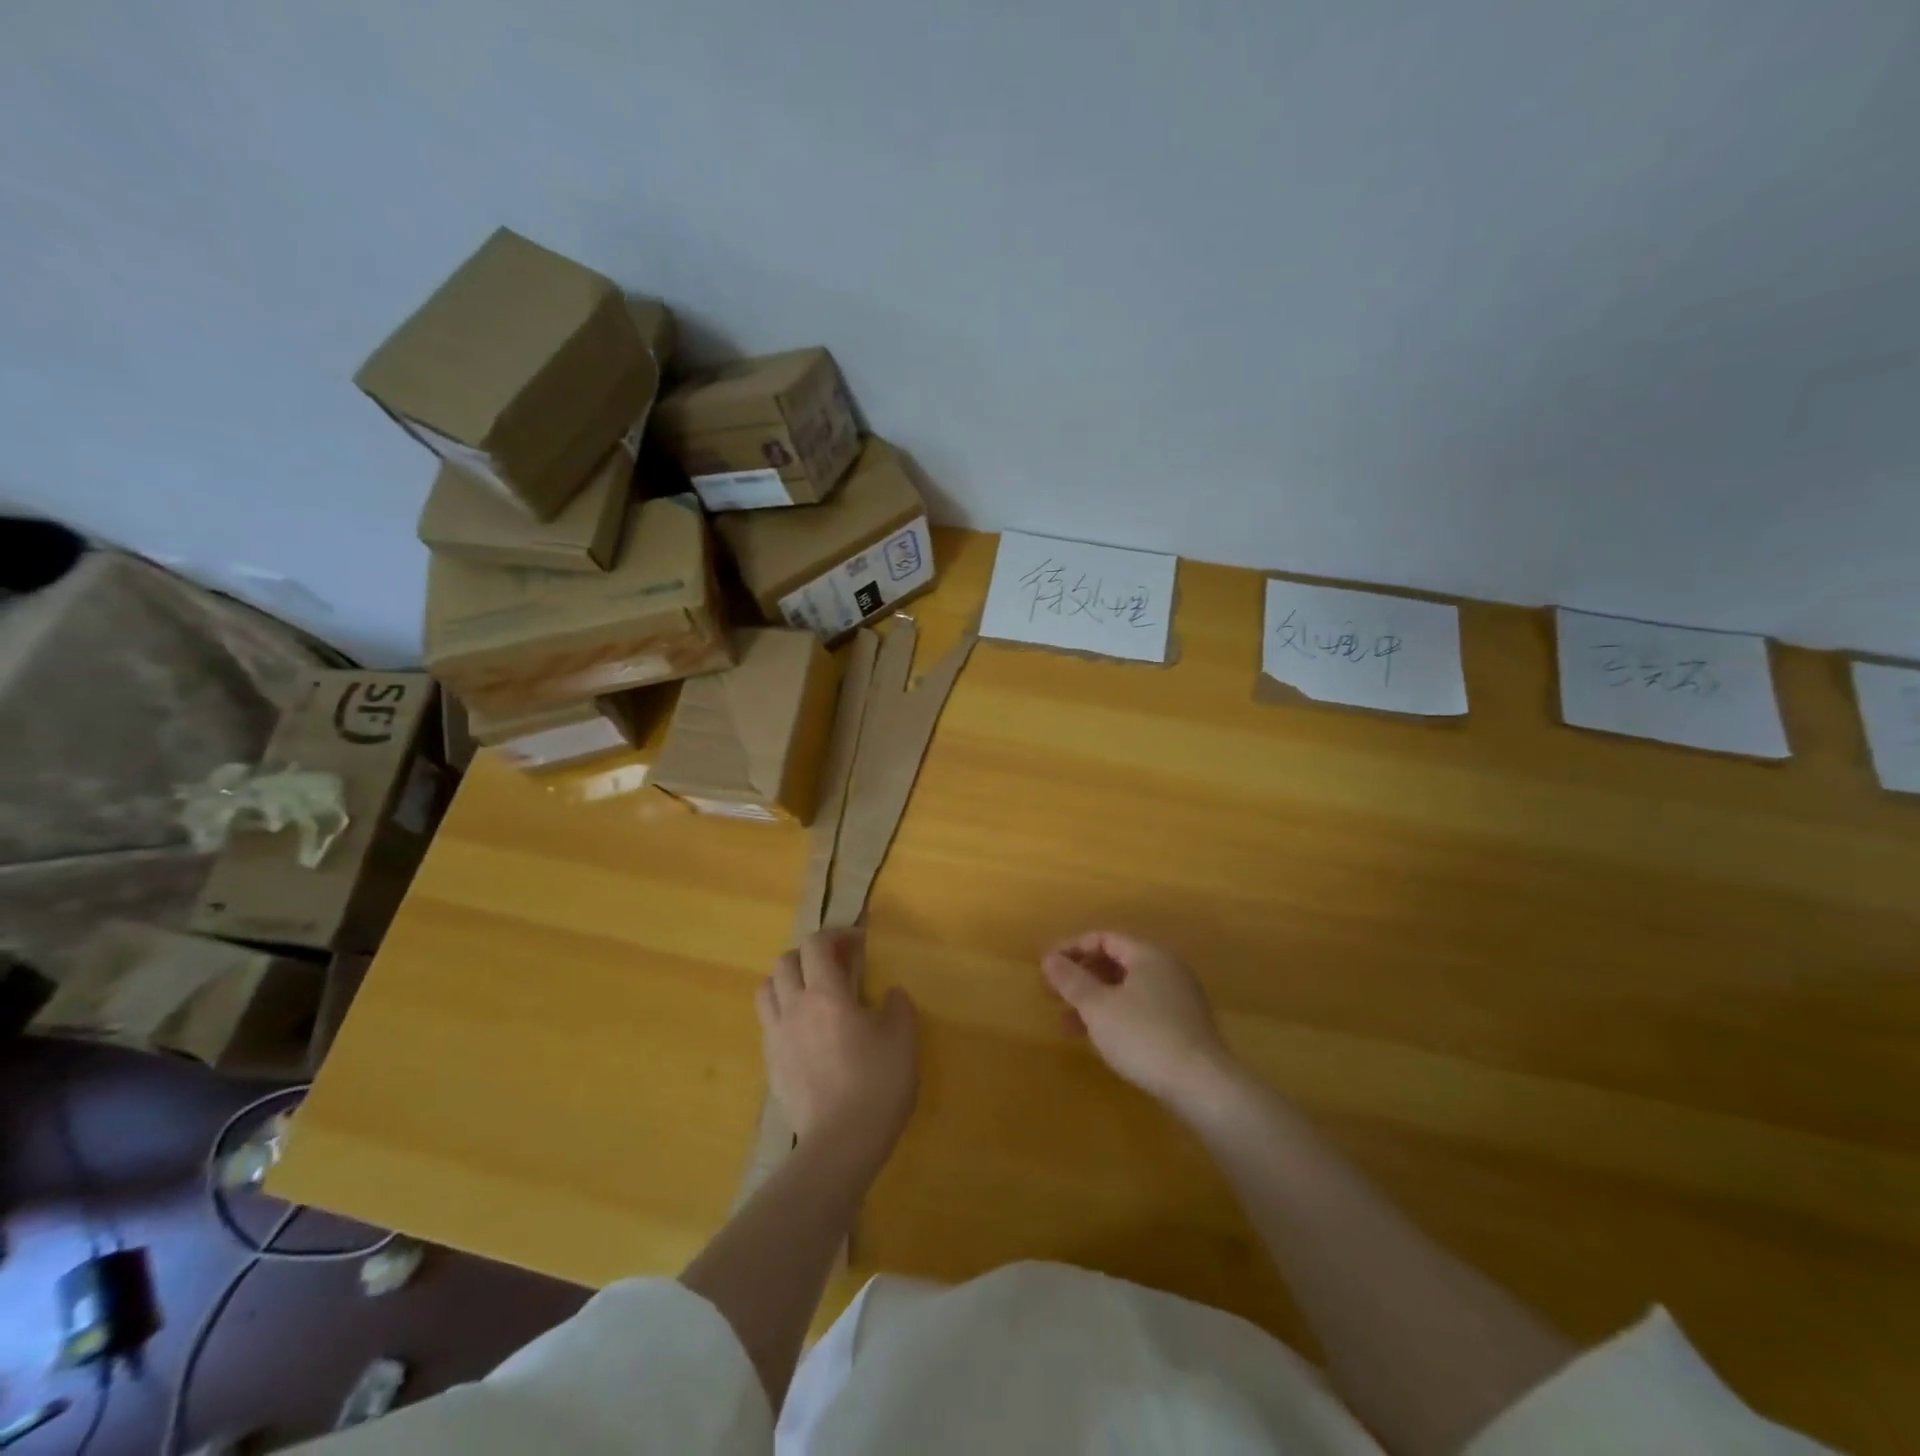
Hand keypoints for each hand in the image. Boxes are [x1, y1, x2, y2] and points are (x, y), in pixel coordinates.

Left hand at [757, 930, 917, 1161]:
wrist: (841, 1142)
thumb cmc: (876, 1082)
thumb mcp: (902, 1037)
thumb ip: (897, 1006)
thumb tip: (890, 994)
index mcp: (826, 993)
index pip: (816, 945)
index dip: (836, 935)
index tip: (858, 943)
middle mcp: (794, 1007)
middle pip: (785, 961)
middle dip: (809, 955)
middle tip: (835, 965)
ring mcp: (777, 1037)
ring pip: (767, 990)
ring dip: (788, 981)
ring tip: (812, 993)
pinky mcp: (771, 1065)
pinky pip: (768, 1023)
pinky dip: (784, 1013)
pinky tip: (806, 1031)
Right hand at [1042, 931, 1238, 1113]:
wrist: (1202, 1085)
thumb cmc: (1144, 1036)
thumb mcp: (1098, 1007)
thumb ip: (1071, 980)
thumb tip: (1049, 958)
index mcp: (1148, 955)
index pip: (1104, 938)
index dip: (1072, 948)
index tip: (1046, 966)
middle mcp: (1167, 969)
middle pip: (1116, 962)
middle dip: (1082, 977)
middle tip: (1054, 993)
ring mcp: (1179, 998)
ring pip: (1127, 989)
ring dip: (1095, 1001)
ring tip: (1068, 1025)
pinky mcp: (1184, 1026)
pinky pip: (1141, 1009)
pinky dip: (1116, 1016)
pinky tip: (1101, 1039)